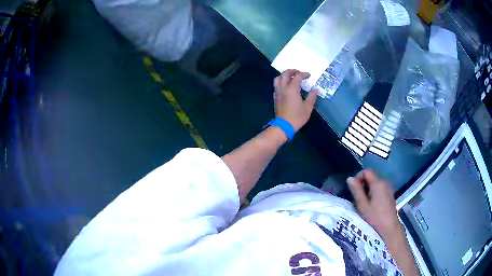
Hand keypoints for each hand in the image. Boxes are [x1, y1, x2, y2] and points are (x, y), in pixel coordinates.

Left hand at [273, 69, 317, 130]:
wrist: (284, 125)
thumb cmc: (297, 117)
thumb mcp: (308, 107)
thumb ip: (311, 97)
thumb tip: (314, 90)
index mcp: (292, 89)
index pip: (298, 76)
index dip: (304, 74)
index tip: (309, 76)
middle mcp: (283, 88)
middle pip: (285, 73)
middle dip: (293, 71)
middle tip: (299, 73)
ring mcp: (278, 92)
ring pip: (278, 78)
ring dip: (284, 75)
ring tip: (291, 77)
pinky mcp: (275, 97)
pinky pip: (276, 85)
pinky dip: (281, 82)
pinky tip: (286, 86)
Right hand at [347, 169, 400, 237]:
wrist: (389, 227)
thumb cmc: (374, 217)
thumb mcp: (362, 205)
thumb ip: (356, 190)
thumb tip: (349, 178)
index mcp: (378, 183)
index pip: (366, 171)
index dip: (358, 177)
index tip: (354, 189)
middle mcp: (384, 182)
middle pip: (371, 176)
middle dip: (363, 183)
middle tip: (358, 197)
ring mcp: (388, 187)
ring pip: (375, 182)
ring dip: (368, 188)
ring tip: (364, 201)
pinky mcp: (390, 193)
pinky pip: (380, 187)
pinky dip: (374, 191)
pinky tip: (372, 203)